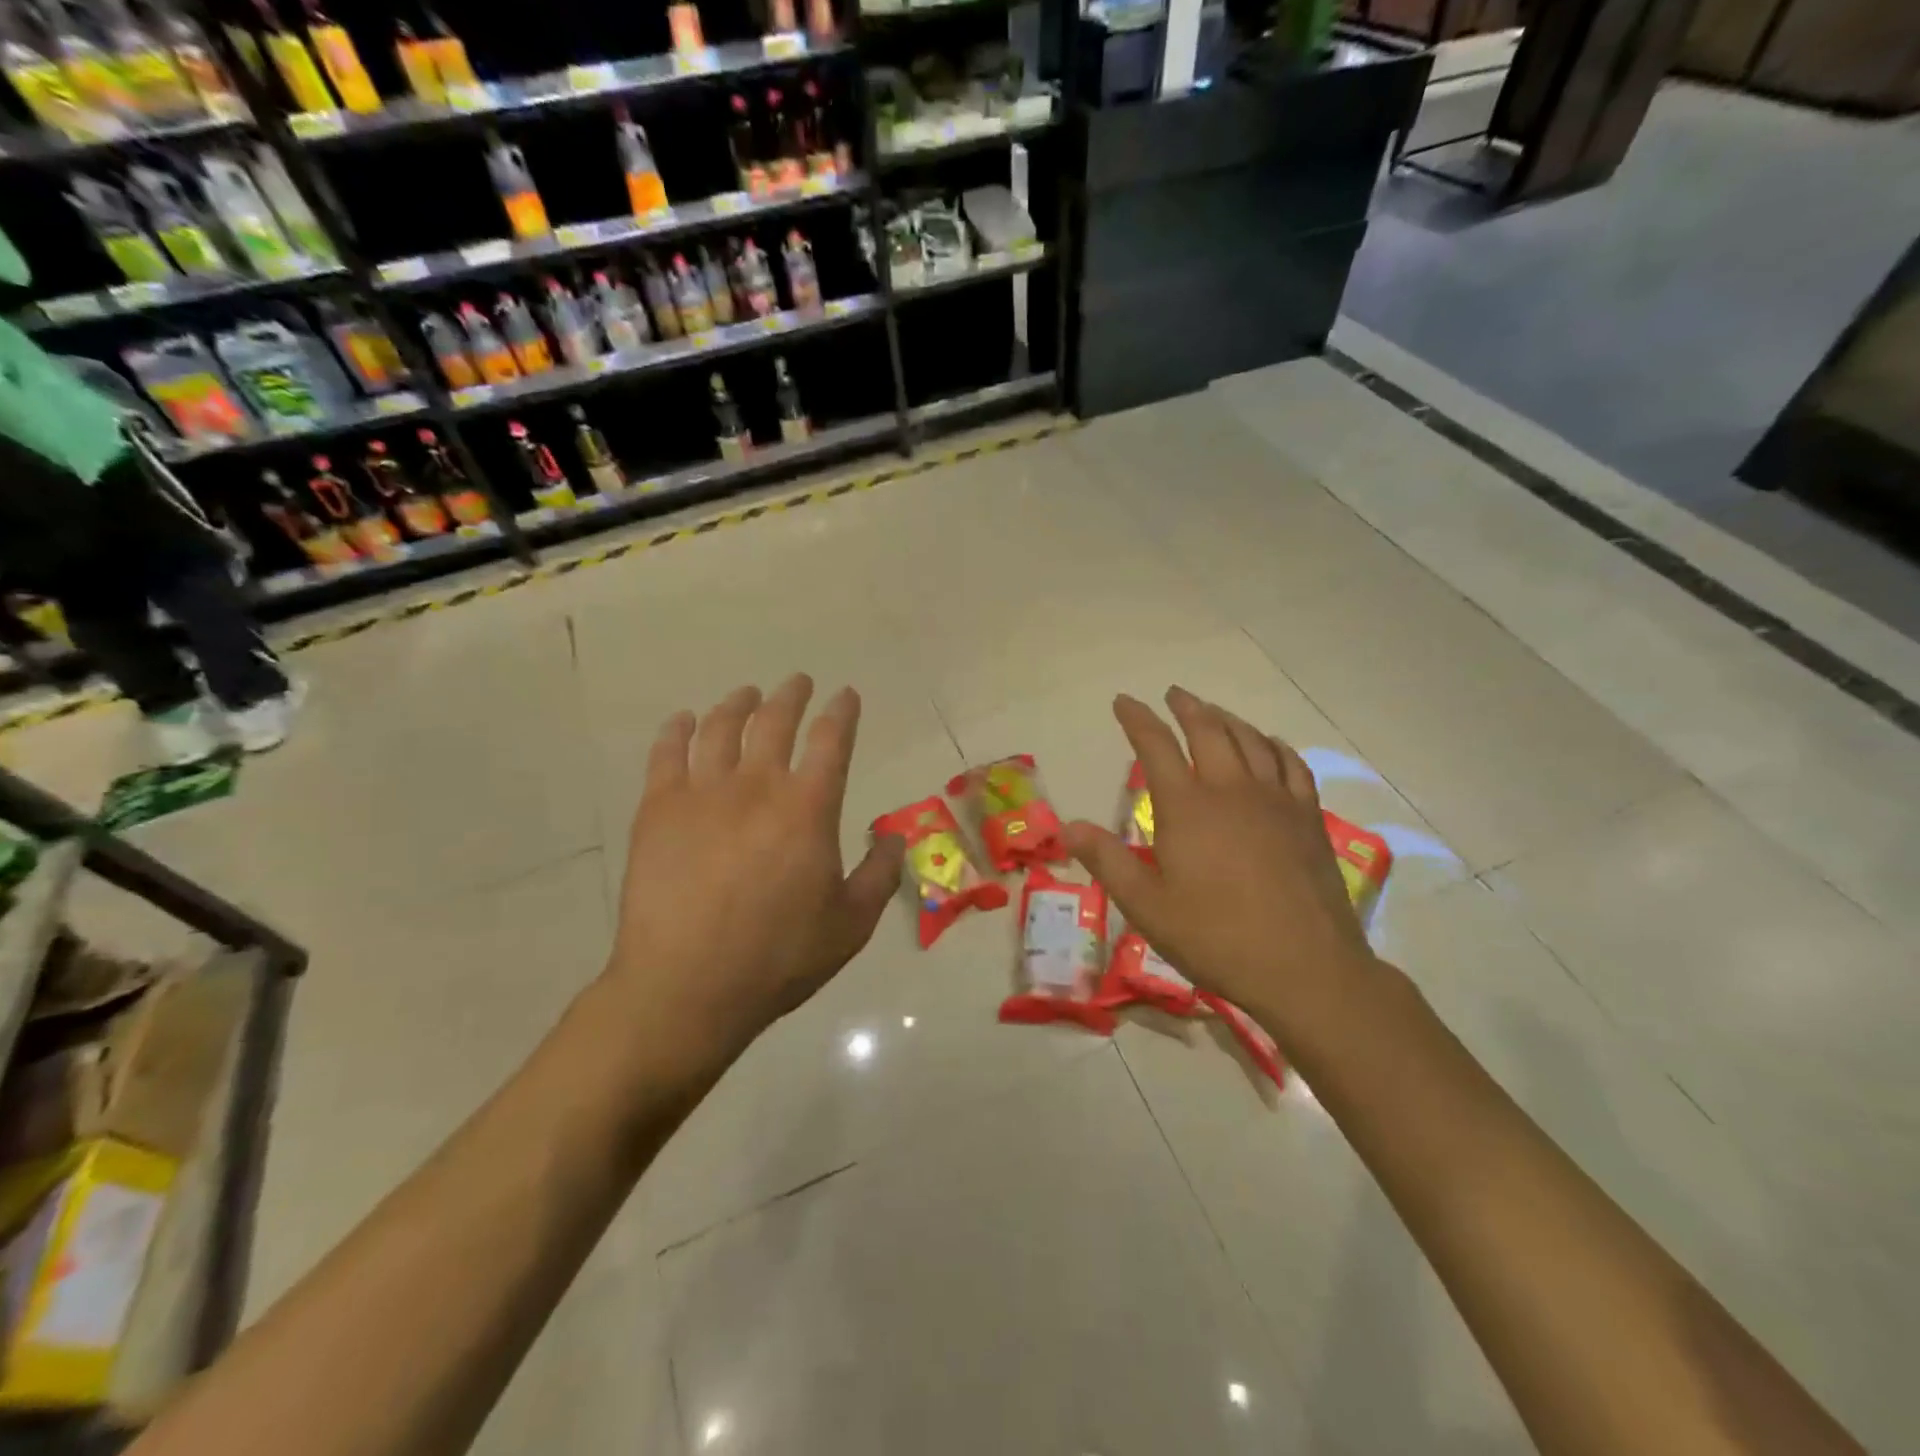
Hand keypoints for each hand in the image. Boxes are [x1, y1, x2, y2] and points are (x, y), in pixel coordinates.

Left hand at [603, 675, 904, 1075]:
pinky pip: (666, 753)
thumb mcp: (852, 923)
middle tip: (797, 683)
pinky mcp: (658, 809)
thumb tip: (892, 834)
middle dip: (791, 696)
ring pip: (720, 728)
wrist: (687, 987)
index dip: (841, 713)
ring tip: (746, 694)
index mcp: (808, 808)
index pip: (831, 741)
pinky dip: (677, 730)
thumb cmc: (779, 957)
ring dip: (737, 704)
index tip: (845, 696)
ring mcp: (702, 793)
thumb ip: (880, 873)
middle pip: (775, 721)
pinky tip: (683, 721)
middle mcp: (757, 786)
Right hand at [1061, 687, 1375, 1045]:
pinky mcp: (1308, 818)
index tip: (1123, 701)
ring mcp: (1275, 801)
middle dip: (1186, 708)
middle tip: (1173, 695)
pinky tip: (1269, 745)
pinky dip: (1275, 746)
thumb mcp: (1147, 906)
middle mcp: (1231, 790)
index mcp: (1187, 807)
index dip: (1137, 719)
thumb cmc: (1215, 938)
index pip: (1155, 746)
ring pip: (1251, 740)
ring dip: (1227, 719)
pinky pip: (1292, 765)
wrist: (1304, 968)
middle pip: (1208, 731)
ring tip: (1213, 712)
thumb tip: (1068, 826)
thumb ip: (1107, 861)